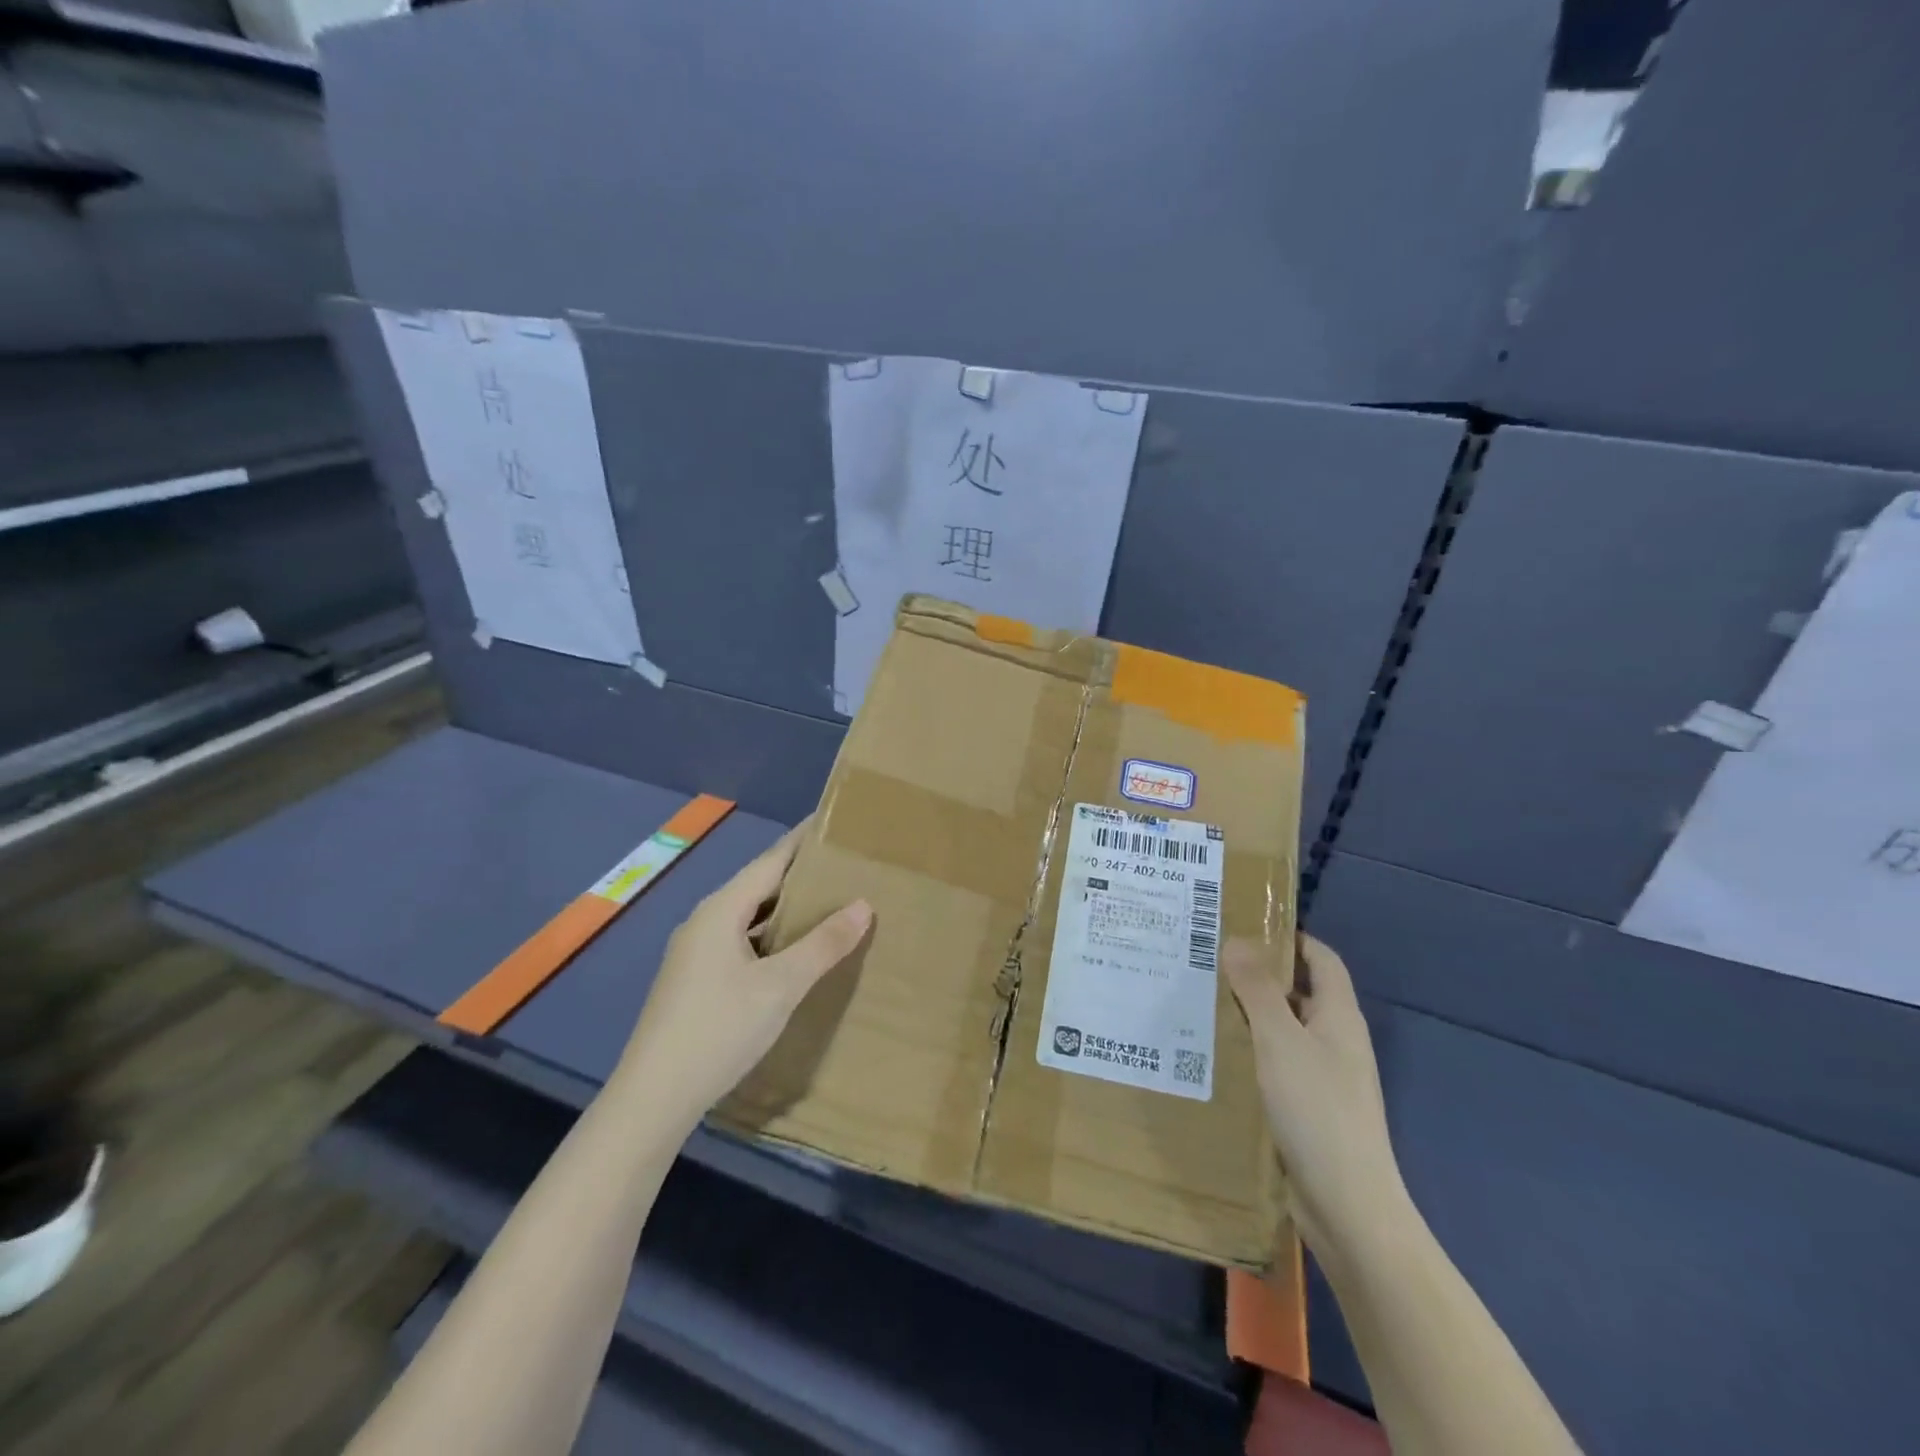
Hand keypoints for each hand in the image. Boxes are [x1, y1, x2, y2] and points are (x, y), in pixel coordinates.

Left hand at [614, 819, 871, 1127]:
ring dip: (787, 910)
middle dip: (801, 875)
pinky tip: (794, 953)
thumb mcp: (781, 986)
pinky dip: (772, 937)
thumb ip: (823, 944)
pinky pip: (742, 942)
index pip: (771, 860)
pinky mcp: (695, 980)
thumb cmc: (719, 1029)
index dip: (804, 841)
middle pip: (759, 886)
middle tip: (846, 866)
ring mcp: (696, 953)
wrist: (652, 1098)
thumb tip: (863, 904)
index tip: (836, 822)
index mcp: (721, 910)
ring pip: (750, 917)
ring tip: (830, 905)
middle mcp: (705, 922)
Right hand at [1224, 934, 1404, 1247]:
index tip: (1243, 925)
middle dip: (1259, 974)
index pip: (1321, 959)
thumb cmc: (1318, 1111)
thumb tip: (1237, 940)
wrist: (1348, 1207)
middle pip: (1299, 992)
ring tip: (1201, 1000)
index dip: (1289, 937)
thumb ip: (1257, 990)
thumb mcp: (1280, 1040)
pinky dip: (1250, 1050)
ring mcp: (1323, 1077)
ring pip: (1284, 1029)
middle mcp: (1335, 1041)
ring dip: (1250, 1013)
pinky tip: (1216, 1054)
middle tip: (1208, 960)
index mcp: (1339, 1017)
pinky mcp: (1307, 1108)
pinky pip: (1276, 1063)